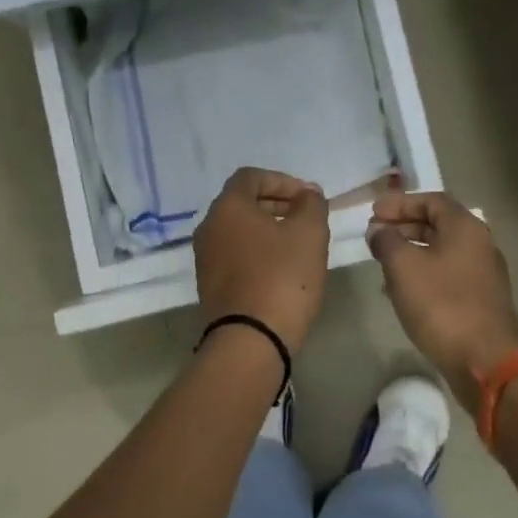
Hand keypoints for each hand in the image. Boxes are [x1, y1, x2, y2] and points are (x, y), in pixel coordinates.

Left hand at [194, 167, 330, 349]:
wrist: (249, 340)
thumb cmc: (282, 277)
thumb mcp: (309, 233)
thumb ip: (311, 204)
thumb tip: (307, 193)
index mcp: (227, 207)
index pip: (251, 177)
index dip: (282, 181)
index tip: (308, 198)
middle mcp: (209, 227)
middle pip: (243, 203)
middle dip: (277, 204)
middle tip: (307, 218)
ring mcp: (205, 258)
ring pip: (239, 231)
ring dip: (268, 230)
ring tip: (298, 245)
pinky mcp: (209, 285)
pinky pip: (235, 255)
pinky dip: (257, 253)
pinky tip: (281, 270)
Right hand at [367, 191, 517, 410]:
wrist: (486, 361)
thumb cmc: (441, 304)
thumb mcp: (403, 266)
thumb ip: (387, 241)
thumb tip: (379, 231)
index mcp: (465, 227)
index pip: (431, 200)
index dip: (400, 203)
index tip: (374, 211)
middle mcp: (479, 244)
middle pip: (438, 224)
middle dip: (403, 226)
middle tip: (375, 234)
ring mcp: (483, 274)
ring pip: (441, 251)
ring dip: (411, 251)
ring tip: (382, 261)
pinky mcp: (480, 300)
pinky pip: (446, 275)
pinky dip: (423, 273)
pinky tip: (401, 290)